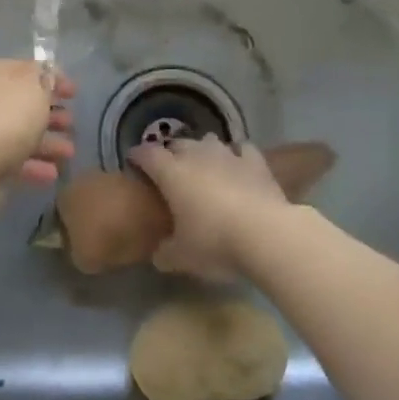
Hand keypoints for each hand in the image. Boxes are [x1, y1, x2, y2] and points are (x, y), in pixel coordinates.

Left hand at [0, 60, 75, 204]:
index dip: (54, 78)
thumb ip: (45, 78)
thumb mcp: (35, 87)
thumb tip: (47, 74)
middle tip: (71, 124)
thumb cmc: (6, 117)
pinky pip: (13, 159)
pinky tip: (52, 173)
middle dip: (51, 113)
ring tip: (69, 153)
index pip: (28, 69)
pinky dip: (34, 164)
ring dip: (47, 141)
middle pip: (24, 103)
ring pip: (21, 132)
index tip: (74, 93)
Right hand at [129, 136, 287, 280]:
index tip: (133, 161)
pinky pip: (242, 149)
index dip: (137, 156)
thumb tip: (159, 254)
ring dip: (203, 151)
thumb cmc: (215, 242)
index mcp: (171, 173)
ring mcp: (228, 154)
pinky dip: (237, 155)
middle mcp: (196, 155)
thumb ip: (165, 253)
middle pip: (177, 144)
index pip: (147, 154)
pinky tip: (238, 165)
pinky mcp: (255, 161)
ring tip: (204, 165)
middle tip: (170, 170)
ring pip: (208, 141)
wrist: (265, 233)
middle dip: (171, 153)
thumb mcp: (182, 258)